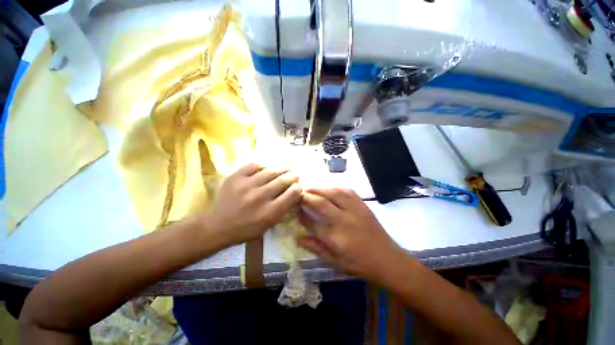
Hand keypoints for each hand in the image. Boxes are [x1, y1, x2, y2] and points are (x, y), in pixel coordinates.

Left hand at [208, 163, 301, 245]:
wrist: (217, 226)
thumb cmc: (246, 229)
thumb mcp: (269, 225)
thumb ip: (283, 209)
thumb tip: (294, 193)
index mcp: (270, 212)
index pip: (293, 193)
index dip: (298, 188)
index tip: (297, 187)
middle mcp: (261, 197)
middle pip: (284, 180)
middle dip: (293, 176)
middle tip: (294, 175)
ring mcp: (247, 185)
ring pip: (271, 170)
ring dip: (282, 169)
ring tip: (285, 169)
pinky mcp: (236, 177)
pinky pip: (255, 165)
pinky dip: (263, 166)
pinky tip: (266, 169)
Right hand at [298, 188, 408, 283]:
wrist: (388, 259)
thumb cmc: (360, 264)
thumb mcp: (336, 262)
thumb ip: (316, 248)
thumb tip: (298, 238)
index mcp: (335, 238)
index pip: (312, 223)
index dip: (301, 214)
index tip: (295, 208)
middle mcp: (344, 221)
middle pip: (321, 204)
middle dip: (307, 197)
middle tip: (298, 193)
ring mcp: (354, 211)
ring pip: (334, 193)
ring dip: (320, 189)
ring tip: (310, 188)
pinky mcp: (363, 205)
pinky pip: (347, 191)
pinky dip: (335, 188)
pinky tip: (329, 189)